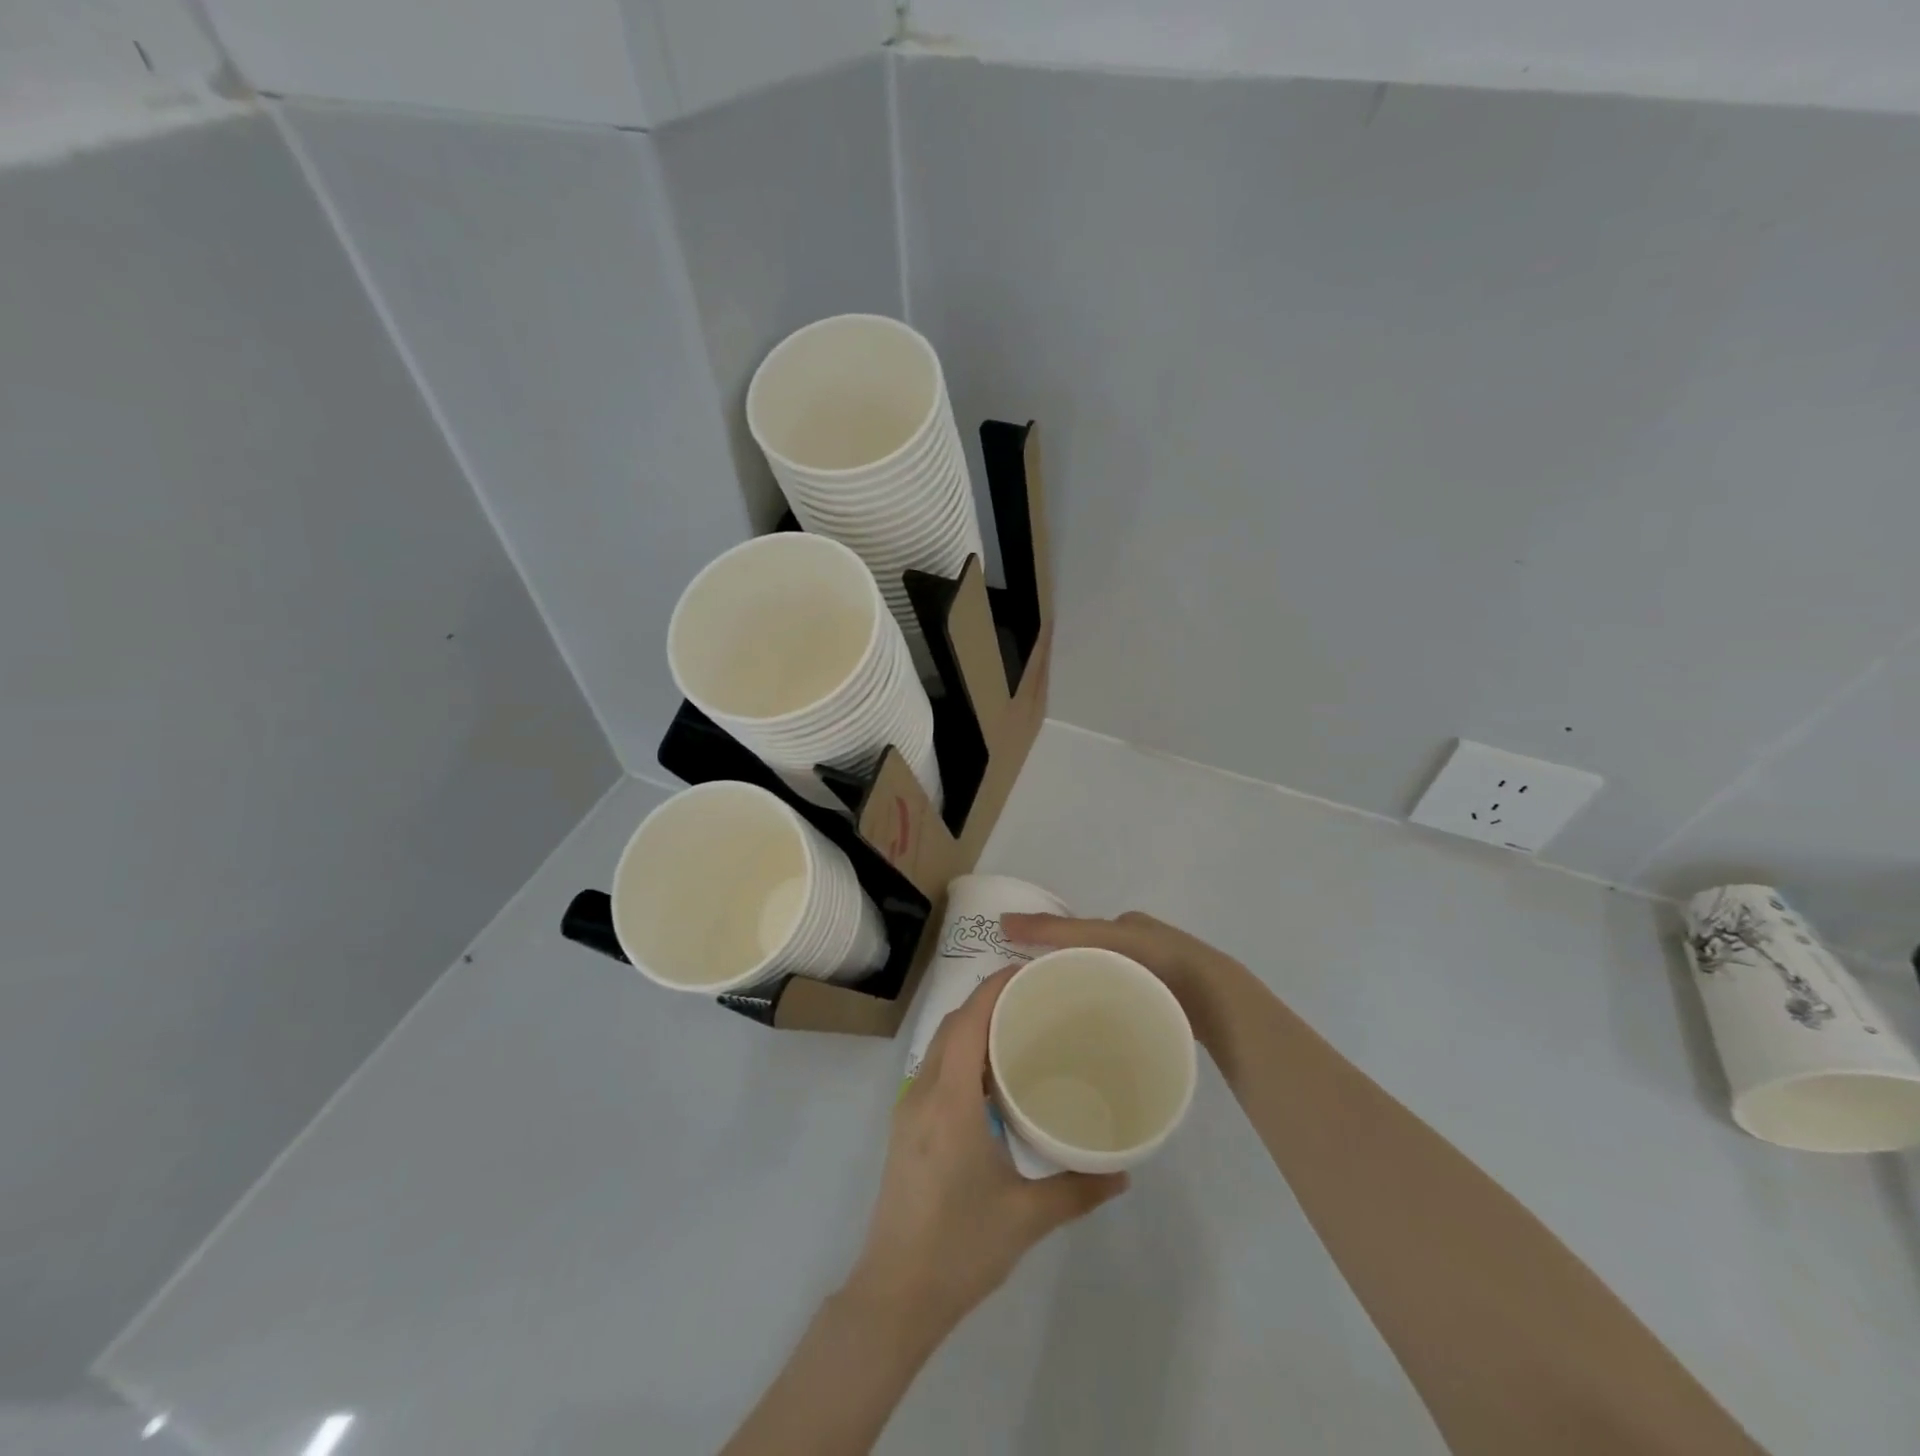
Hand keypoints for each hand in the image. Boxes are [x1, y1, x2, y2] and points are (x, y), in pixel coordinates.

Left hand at [845, 965, 1127, 1339]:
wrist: (895, 1294)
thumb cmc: (960, 1248)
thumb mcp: (1026, 1217)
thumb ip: (1078, 1189)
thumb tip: (1124, 1171)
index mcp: (950, 1100)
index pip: (968, 1021)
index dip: (995, 987)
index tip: (1029, 969)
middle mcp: (923, 1092)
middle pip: (953, 1024)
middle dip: (988, 1000)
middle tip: (1034, 996)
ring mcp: (909, 1109)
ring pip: (941, 1045)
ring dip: (973, 1026)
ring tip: (1019, 1027)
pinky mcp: (907, 1128)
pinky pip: (936, 1069)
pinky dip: (963, 1053)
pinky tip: (992, 1076)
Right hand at [1000, 910, 1231, 1028]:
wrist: (1215, 999)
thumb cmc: (1157, 960)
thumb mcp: (1100, 939)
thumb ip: (1055, 933)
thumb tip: (1003, 922)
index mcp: (1127, 926)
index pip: (1081, 935)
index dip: (1054, 949)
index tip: (1028, 974)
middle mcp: (1143, 946)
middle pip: (1095, 961)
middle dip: (1072, 977)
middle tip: (1040, 1004)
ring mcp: (1159, 976)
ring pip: (1112, 985)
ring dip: (1091, 998)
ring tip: (1063, 1025)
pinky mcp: (1169, 1004)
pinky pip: (1130, 1006)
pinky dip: (1112, 1013)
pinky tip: (1099, 1036)